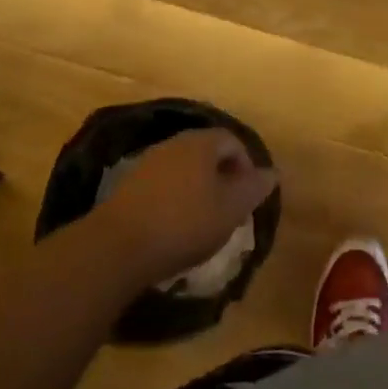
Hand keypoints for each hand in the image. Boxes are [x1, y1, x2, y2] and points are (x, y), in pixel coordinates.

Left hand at [90, 129, 278, 288]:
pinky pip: (162, 185)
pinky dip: (174, 200)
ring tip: (202, 221)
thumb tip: (272, 173)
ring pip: (183, 169)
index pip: (233, 140)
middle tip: (229, 209)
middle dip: (222, 177)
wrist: (115, 248)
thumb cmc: (184, 223)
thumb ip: (253, 188)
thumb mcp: (230, 209)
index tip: (248, 197)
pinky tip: (173, 227)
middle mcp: (174, 144)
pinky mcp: (127, 187)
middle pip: (206, 152)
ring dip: (197, 189)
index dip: (247, 166)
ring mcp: (147, 163)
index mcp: (201, 143)